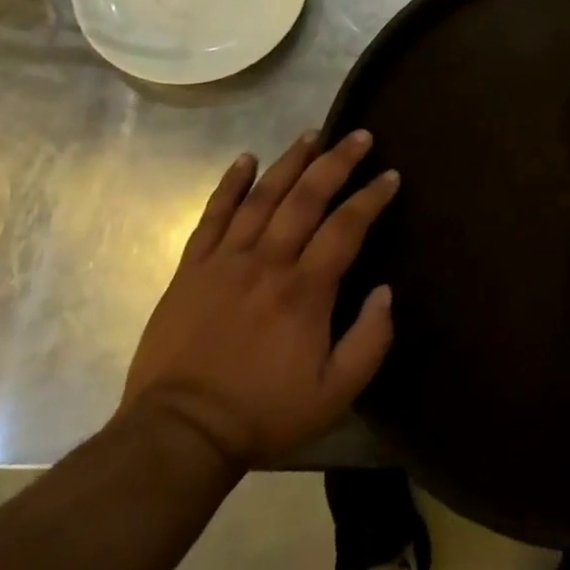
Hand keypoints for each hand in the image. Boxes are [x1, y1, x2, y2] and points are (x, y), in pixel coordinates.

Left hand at [119, 130, 397, 468]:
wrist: (179, 435)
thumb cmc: (263, 413)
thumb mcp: (334, 394)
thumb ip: (369, 341)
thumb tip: (385, 291)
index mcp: (305, 291)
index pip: (346, 227)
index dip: (371, 197)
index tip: (390, 175)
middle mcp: (267, 263)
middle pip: (306, 198)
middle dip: (336, 162)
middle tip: (358, 135)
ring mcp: (225, 262)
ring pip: (262, 197)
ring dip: (290, 161)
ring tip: (311, 134)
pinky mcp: (191, 270)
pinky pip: (212, 216)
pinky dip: (229, 184)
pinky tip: (246, 159)